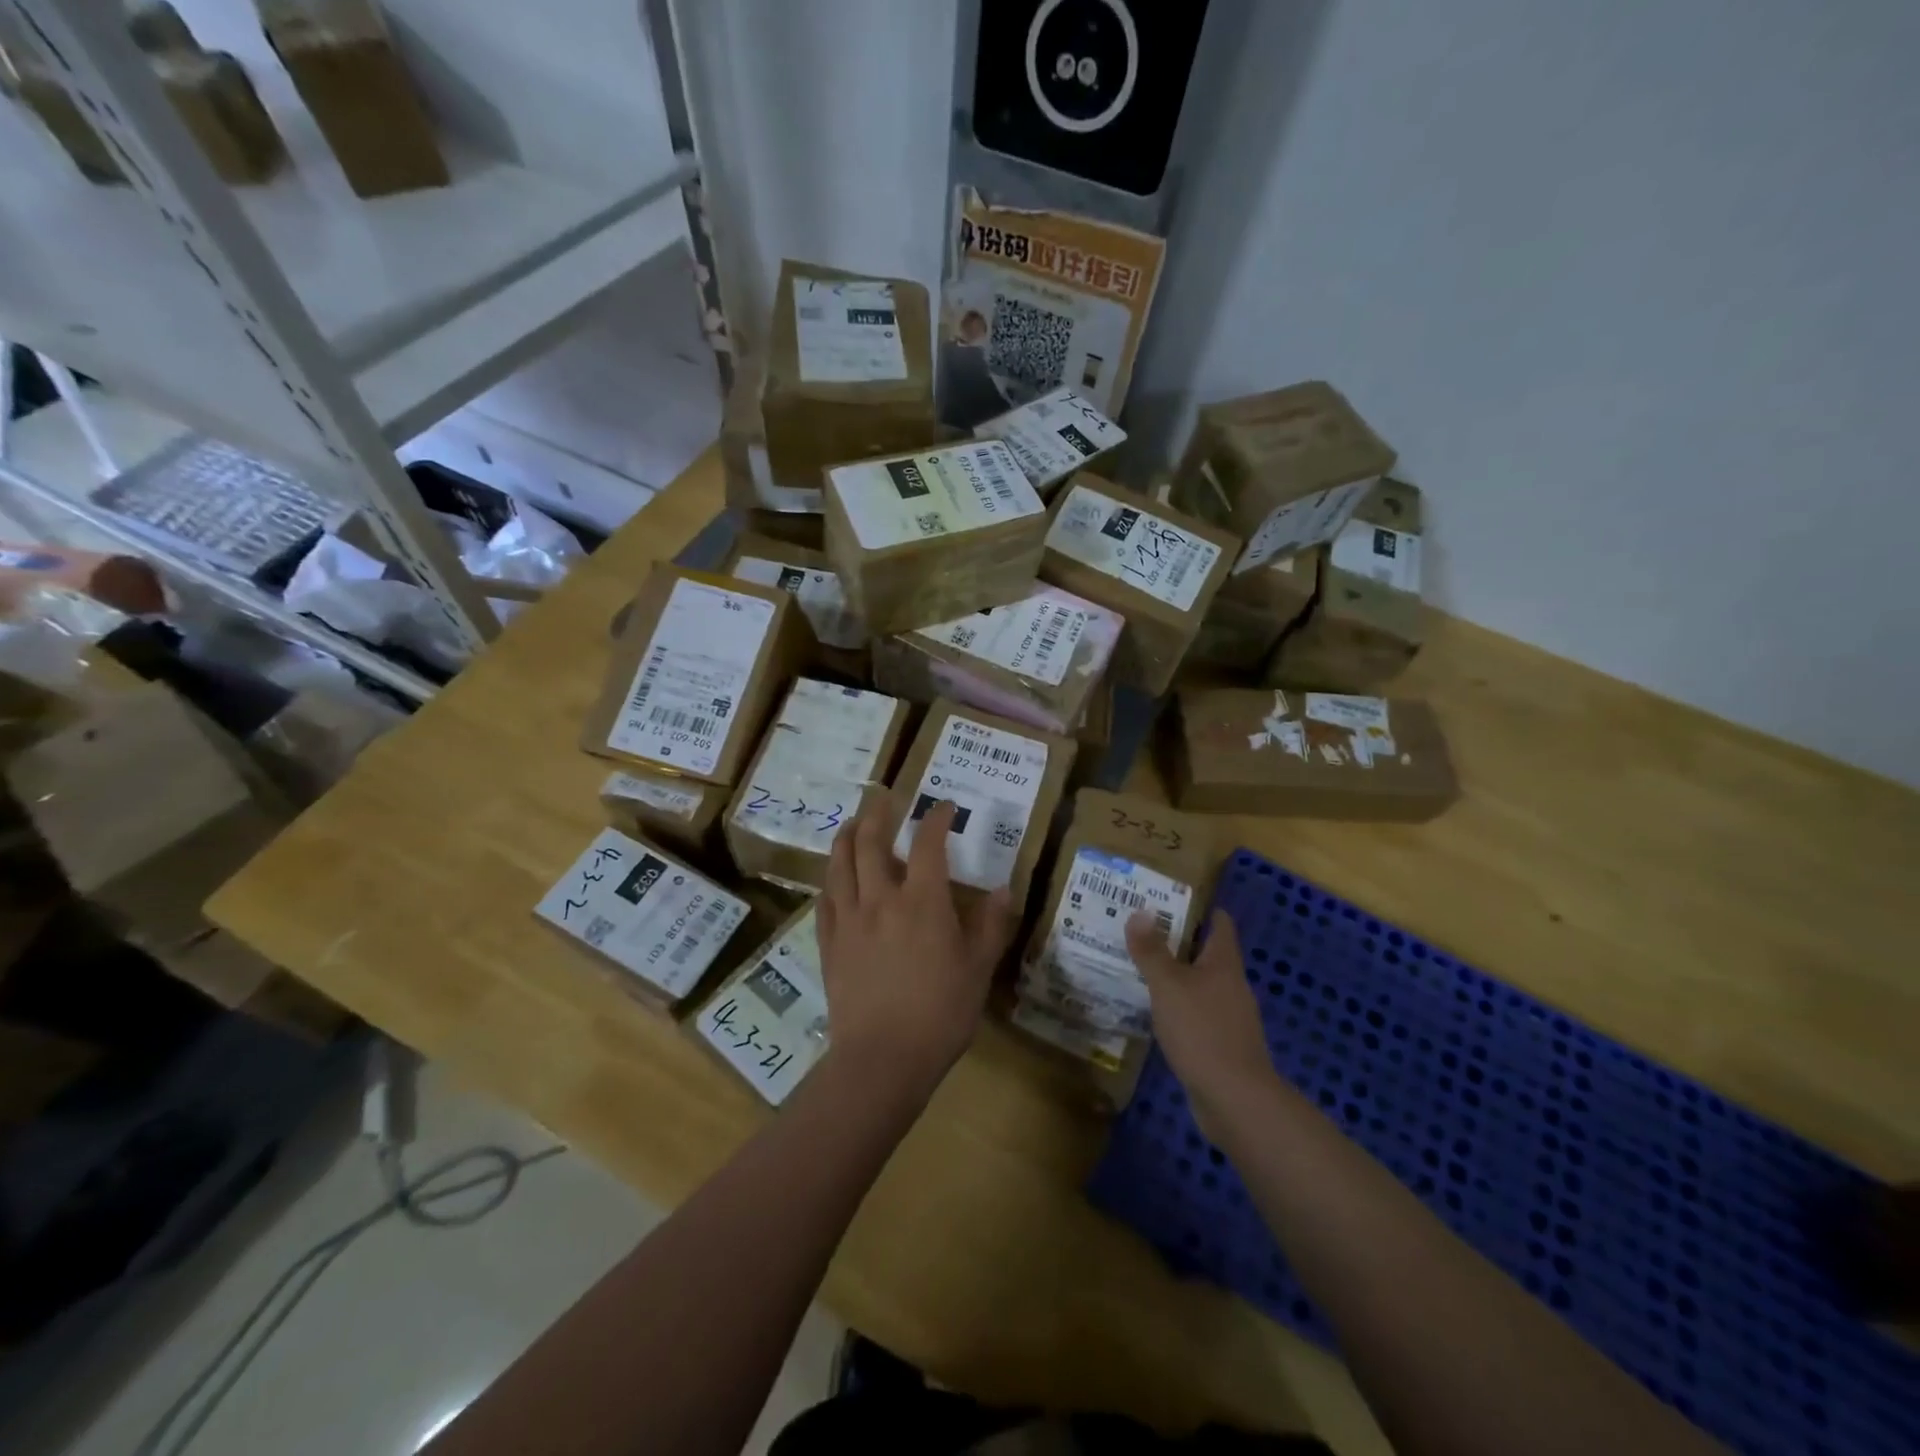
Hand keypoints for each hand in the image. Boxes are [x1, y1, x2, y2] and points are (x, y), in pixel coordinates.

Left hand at [817, 795, 1014, 1098]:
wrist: (882, 1058)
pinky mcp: (829, 942)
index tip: (943, 806)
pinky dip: (831, 878)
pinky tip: (835, 877)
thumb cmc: (940, 1013)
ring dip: (848, 836)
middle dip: (879, 813)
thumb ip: (991, 925)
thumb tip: (1005, 889)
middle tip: (884, 797)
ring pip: (841, 863)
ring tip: (854, 823)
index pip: (929, 844)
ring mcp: (849, 919)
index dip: (936, 818)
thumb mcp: (978, 969)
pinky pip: (825, 899)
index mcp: (923, 901)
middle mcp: (881, 899)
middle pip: (872, 842)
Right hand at [1126, 909, 1277, 1141]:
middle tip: (1143, 931)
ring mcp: (1230, 1017)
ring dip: (1176, 976)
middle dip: (1179, 942)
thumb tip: (1141, 911)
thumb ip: (1152, 950)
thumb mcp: (1168, 985)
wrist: (1236, 1100)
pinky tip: (1155, 1012)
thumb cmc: (1202, 1031)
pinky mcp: (1222, 1045)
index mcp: (1224, 963)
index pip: (1220, 924)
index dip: (1200, 909)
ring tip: (1141, 968)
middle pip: (1208, 954)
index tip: (1171, 899)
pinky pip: (1198, 1014)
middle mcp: (1232, 985)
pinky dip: (1178, 1007)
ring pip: (1201, 985)